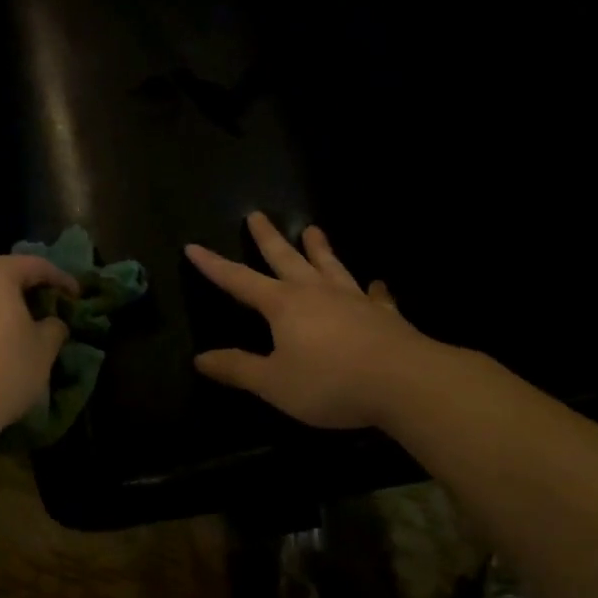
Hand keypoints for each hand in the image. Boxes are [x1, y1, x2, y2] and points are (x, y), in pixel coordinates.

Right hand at [186, 212, 432, 428]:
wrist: (405, 382)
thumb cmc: (330, 382)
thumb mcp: (274, 383)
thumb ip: (238, 369)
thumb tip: (201, 358)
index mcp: (283, 306)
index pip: (239, 281)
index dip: (214, 266)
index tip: (193, 247)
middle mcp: (316, 293)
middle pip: (286, 259)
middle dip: (268, 238)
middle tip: (256, 214)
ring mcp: (354, 300)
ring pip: (330, 266)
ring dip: (320, 248)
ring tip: (313, 229)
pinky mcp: (385, 315)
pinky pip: (376, 296)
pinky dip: (373, 290)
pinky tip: (377, 285)